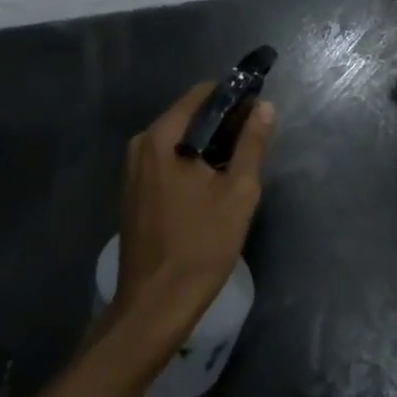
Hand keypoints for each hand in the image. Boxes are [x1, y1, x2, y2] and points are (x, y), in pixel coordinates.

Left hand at [113, 84, 274, 349]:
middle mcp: (141, 145)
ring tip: (239, 164)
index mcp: (162, 138)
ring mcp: (133, 169)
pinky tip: (212, 183)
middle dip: (223, 122)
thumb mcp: (238, 192)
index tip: (259, 110)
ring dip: (208, 144)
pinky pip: (166, 160)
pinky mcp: (134, 191)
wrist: (155, 302)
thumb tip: (264, 107)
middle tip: (255, 141)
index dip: (234, 96)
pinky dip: (190, 161)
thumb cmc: (201, 245)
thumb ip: (252, 144)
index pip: (201, 94)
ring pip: (177, 140)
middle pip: (188, 115)